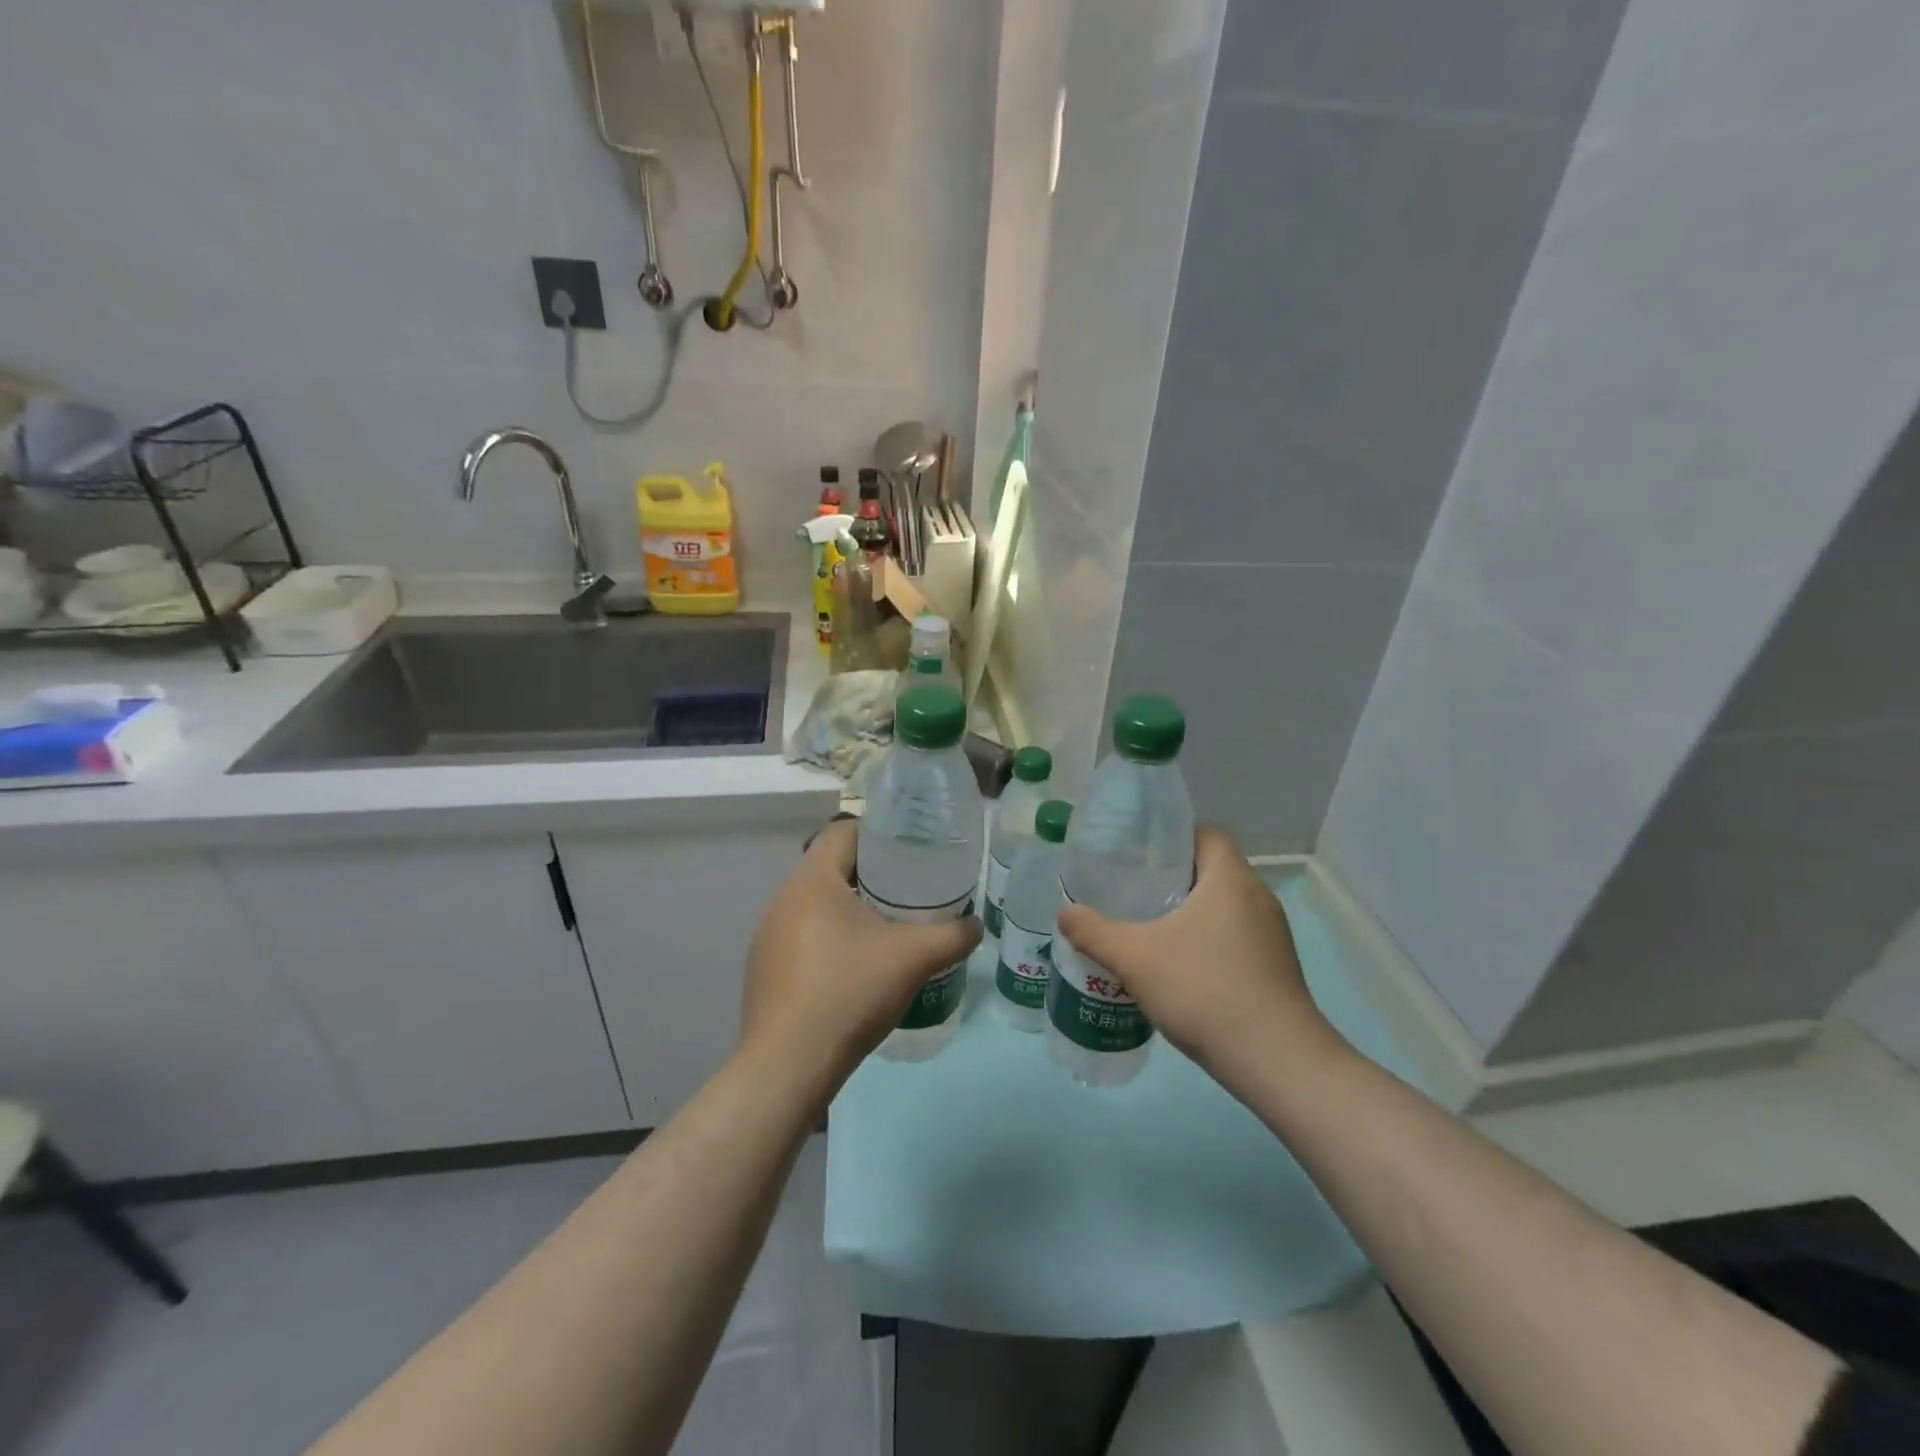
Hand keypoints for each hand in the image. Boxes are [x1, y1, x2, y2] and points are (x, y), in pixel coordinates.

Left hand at [738, 820, 981, 1105]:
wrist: (788, 1067)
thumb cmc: (849, 993)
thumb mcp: (912, 959)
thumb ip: (952, 935)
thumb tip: (975, 925)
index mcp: (812, 881)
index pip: (843, 832)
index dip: (878, 834)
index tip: (909, 851)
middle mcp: (782, 899)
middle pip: (830, 868)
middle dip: (870, 875)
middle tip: (908, 891)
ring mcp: (768, 936)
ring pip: (815, 905)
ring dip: (848, 909)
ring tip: (885, 929)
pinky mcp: (764, 969)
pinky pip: (802, 936)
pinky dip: (829, 940)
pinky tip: (853, 969)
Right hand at [1055, 825, 1347, 1087]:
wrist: (1277, 1061)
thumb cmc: (1204, 991)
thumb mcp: (1135, 958)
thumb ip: (1094, 932)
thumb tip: (1064, 912)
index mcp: (1230, 879)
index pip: (1208, 832)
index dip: (1175, 835)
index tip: (1141, 853)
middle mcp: (1258, 897)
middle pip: (1213, 869)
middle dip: (1174, 876)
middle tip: (1134, 891)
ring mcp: (1273, 935)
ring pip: (1225, 906)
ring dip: (1191, 912)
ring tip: (1151, 929)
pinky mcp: (1278, 967)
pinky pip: (1237, 936)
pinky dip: (1210, 940)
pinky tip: (1181, 969)